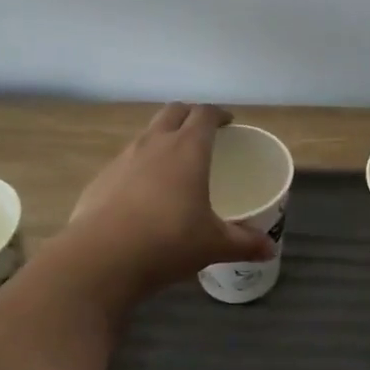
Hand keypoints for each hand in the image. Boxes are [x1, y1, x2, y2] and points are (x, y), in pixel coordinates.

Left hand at [64, 103, 276, 293]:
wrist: (100, 258)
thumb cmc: (167, 242)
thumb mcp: (212, 245)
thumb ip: (243, 243)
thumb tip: (269, 249)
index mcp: (188, 149)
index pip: (205, 113)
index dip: (219, 114)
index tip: (228, 123)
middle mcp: (155, 143)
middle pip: (174, 111)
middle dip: (190, 115)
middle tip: (204, 133)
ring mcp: (124, 158)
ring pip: (148, 132)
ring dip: (163, 136)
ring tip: (174, 162)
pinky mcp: (101, 178)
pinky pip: (126, 159)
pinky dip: (140, 164)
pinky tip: (144, 193)